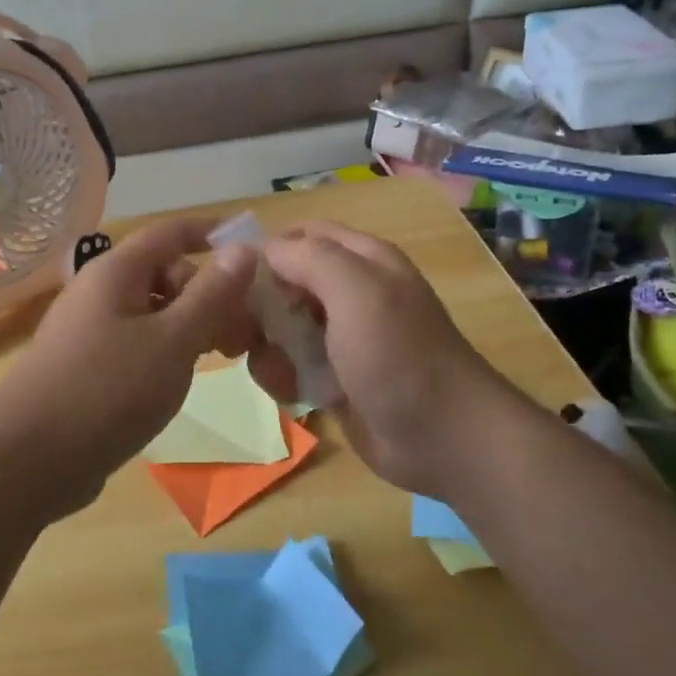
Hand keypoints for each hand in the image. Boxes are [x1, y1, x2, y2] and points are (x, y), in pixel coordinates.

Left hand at [0, 218, 257, 516]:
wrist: (27, 461)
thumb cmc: (107, 390)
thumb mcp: (173, 341)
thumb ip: (211, 295)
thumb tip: (243, 248)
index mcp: (116, 272)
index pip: (172, 232)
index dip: (213, 234)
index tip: (254, 251)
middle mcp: (100, 292)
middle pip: (166, 273)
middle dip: (209, 294)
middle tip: (242, 334)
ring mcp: (89, 330)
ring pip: (154, 312)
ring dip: (192, 325)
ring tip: (222, 357)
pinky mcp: (87, 366)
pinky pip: (137, 342)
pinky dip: (167, 350)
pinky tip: (182, 378)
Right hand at [247, 223, 510, 499]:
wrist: (442, 439)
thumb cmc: (399, 355)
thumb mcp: (357, 291)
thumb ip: (308, 258)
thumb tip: (263, 250)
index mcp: (362, 261)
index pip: (301, 235)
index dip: (267, 250)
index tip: (234, 279)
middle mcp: (349, 293)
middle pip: (283, 282)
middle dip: (257, 305)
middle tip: (241, 332)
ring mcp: (340, 338)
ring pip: (280, 327)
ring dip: (266, 347)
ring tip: (278, 370)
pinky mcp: (332, 379)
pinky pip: (289, 366)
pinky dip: (281, 377)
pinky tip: (292, 394)